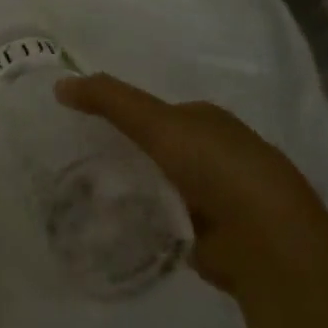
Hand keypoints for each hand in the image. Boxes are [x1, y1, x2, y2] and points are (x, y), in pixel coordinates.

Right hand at [55, 72, 327, 292]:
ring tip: (89, 195)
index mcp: (210, 121)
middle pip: (161, 149)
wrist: (268, 244)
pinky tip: (117, 226)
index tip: (86, 127)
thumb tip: (59, 83)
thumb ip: (108, 100)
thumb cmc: (216, 169)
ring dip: (137, 190)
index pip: (159, 112)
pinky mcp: (215, 238)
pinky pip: (168, 221)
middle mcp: (219, 154)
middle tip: (80, 162)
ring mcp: (221, 198)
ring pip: (164, 185)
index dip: (124, 115)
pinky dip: (147, 222)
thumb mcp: (156, 123)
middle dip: (129, 154)